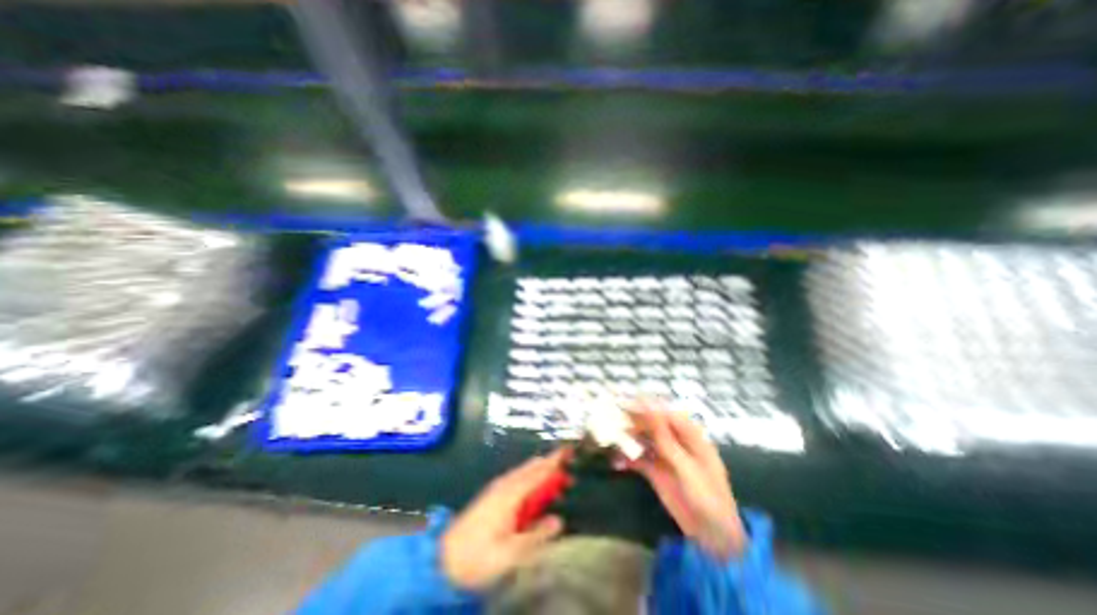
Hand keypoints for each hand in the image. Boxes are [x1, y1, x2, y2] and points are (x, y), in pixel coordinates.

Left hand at [440, 451, 569, 590]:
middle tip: (569, 474)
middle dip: (551, 467)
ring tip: (557, 482)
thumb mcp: (509, 554)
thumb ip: (535, 536)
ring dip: (542, 474)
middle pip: (532, 468)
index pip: (538, 472)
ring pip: (525, 472)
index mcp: (510, 494)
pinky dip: (531, 479)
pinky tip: (535, 490)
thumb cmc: (477, 557)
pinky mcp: (493, 494)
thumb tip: (559, 521)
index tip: (569, 452)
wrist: (443, 560)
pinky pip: (518, 479)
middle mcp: (505, 484)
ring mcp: (497, 487)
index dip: (554, 462)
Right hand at [625, 403, 746, 562]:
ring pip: (642, 440)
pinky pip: (638, 459)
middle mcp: (675, 442)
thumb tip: (650, 410)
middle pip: (652, 425)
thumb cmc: (707, 497)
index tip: (627, 401)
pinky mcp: (655, 472)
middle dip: (633, 421)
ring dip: (627, 439)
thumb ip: (666, 439)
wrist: (712, 536)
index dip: (647, 407)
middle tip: (612, 419)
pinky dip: (627, 459)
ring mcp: (664, 457)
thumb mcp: (686, 466)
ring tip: (609, 438)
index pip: (666, 415)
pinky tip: (616, 462)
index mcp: (690, 437)